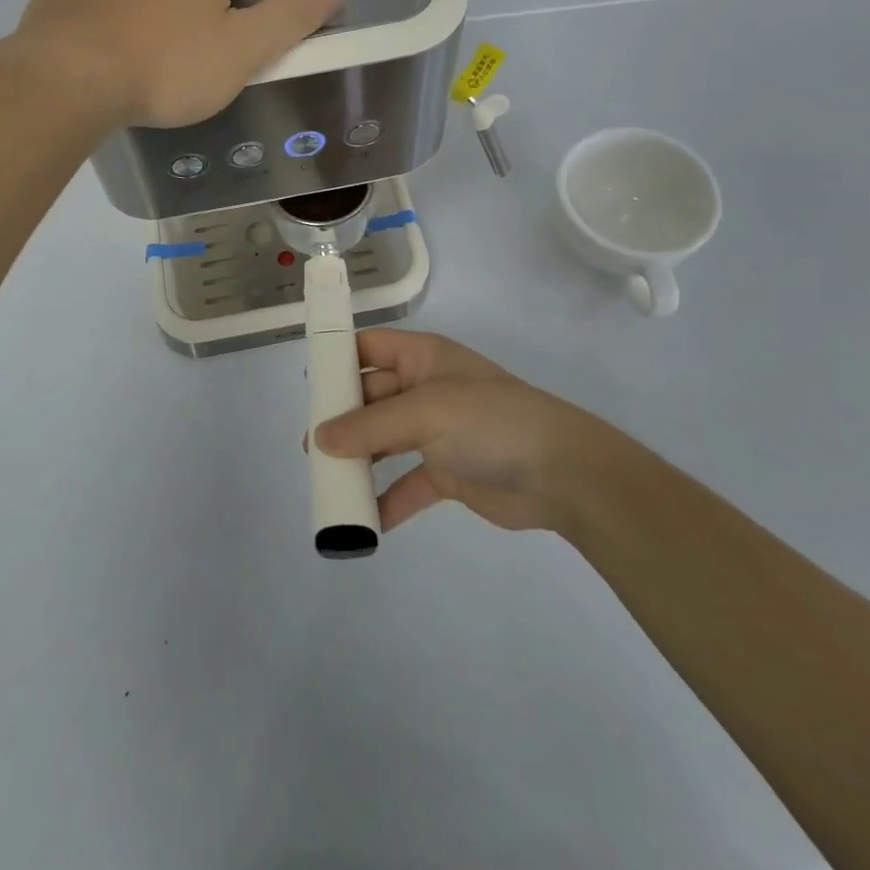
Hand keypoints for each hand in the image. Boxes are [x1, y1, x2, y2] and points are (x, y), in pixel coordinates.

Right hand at [313, 330, 613, 534]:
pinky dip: (387, 500)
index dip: (338, 359)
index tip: (307, 386)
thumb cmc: (491, 422)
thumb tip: (319, 438)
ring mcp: (437, 432)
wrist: (563, 473)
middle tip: (311, 448)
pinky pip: (407, 484)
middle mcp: (426, 389)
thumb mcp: (427, 412)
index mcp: (422, 358)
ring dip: (359, 460)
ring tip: (328, 482)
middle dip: (341, 420)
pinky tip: (367, 522)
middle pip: (371, 398)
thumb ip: (370, 425)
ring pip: (384, 441)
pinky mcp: (448, 472)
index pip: (369, 347)